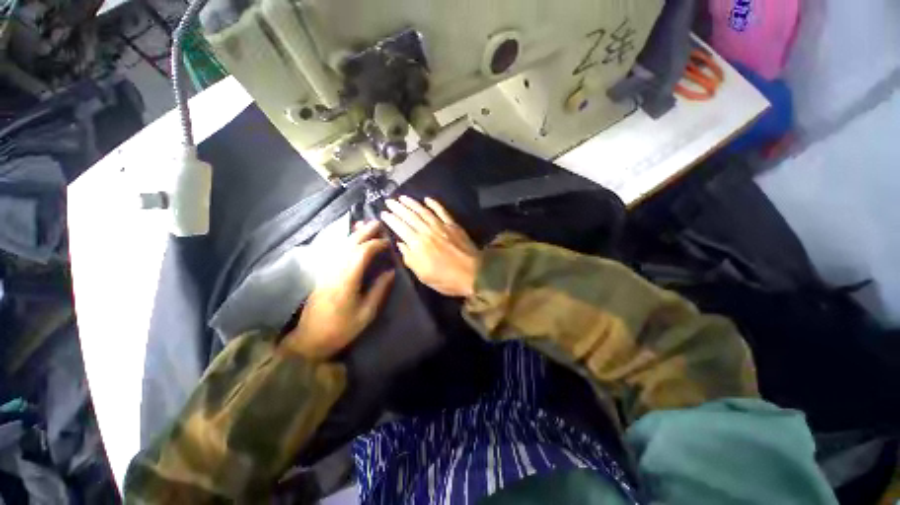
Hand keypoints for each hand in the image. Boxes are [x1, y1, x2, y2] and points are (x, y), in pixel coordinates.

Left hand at [285, 221, 394, 359]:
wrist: (311, 338)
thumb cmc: (342, 328)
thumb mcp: (366, 313)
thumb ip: (379, 289)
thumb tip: (391, 271)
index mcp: (347, 279)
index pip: (362, 253)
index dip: (376, 244)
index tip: (388, 241)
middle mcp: (335, 270)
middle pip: (350, 244)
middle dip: (365, 232)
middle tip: (378, 222)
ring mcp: (326, 270)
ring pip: (341, 245)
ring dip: (354, 234)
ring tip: (365, 224)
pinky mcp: (322, 273)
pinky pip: (335, 251)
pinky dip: (345, 241)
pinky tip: (350, 238)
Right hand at [381, 196, 479, 296]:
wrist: (473, 274)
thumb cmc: (445, 278)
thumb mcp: (422, 275)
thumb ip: (409, 258)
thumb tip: (400, 243)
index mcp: (418, 244)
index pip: (400, 228)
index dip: (391, 219)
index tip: (383, 213)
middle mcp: (427, 231)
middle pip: (410, 216)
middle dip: (398, 208)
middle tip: (389, 201)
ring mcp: (441, 226)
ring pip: (424, 211)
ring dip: (412, 203)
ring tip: (403, 197)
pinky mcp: (453, 225)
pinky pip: (442, 211)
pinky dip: (434, 204)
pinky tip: (427, 199)